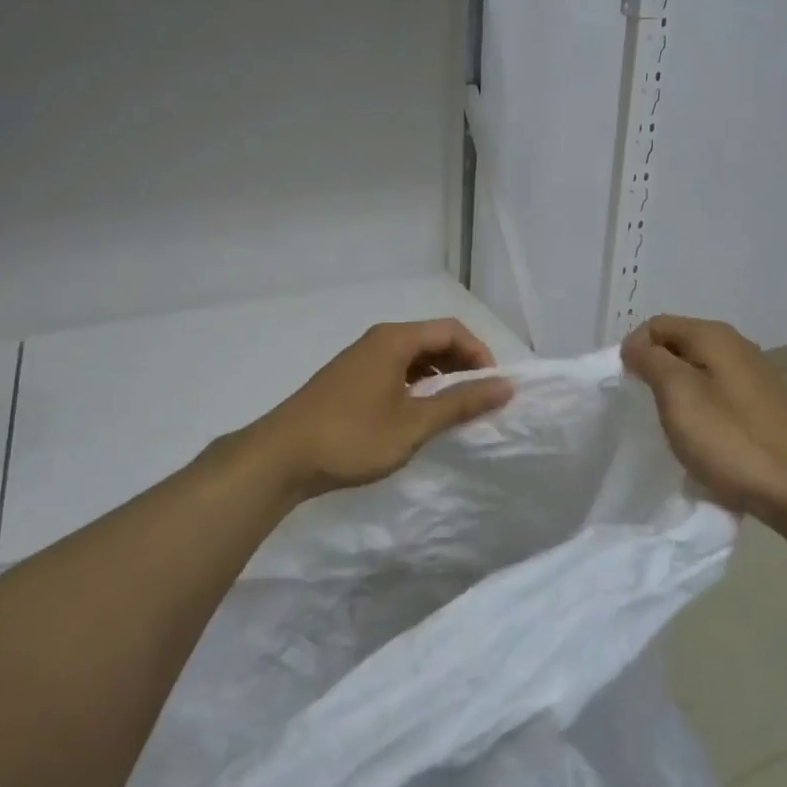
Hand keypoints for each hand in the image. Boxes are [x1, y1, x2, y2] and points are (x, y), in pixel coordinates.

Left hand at [247, 319, 513, 497]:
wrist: (281, 457)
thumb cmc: (352, 436)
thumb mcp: (414, 423)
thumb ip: (461, 403)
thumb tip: (506, 385)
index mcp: (395, 339)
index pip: (452, 329)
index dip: (480, 354)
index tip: (493, 388)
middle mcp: (378, 340)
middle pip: (433, 339)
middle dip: (462, 365)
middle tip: (479, 400)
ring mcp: (360, 360)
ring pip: (413, 357)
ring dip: (440, 377)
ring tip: (454, 410)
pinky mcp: (349, 381)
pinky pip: (395, 371)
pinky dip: (416, 386)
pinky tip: (418, 414)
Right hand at [621, 315, 786, 528]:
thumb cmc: (734, 440)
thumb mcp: (678, 395)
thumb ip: (651, 362)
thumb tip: (636, 347)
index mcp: (714, 336)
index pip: (656, 325)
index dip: (633, 350)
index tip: (626, 388)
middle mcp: (738, 347)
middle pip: (679, 346)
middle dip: (656, 372)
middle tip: (646, 409)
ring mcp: (756, 378)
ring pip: (699, 373)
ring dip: (679, 395)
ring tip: (673, 428)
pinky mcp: (767, 408)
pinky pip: (720, 397)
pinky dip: (703, 412)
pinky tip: (705, 442)